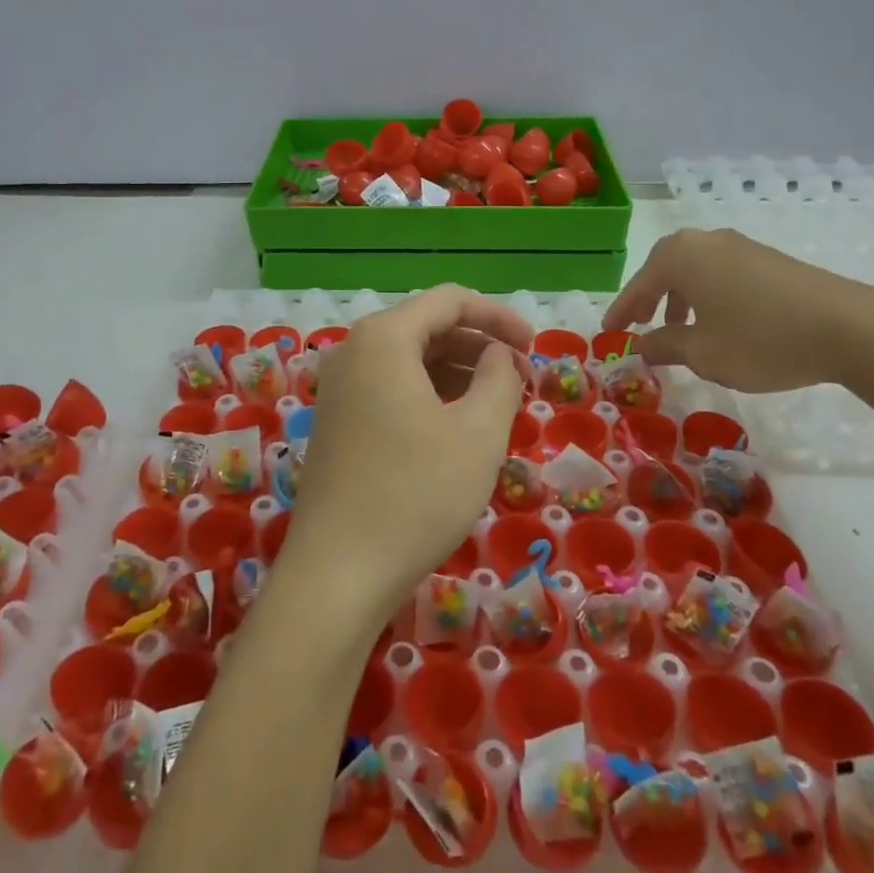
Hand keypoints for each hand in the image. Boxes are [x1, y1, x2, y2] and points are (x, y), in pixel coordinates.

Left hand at [279, 287, 533, 626]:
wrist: (338, 572)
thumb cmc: (416, 493)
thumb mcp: (478, 432)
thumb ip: (500, 378)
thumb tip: (500, 356)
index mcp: (383, 338)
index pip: (449, 300)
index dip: (499, 317)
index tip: (535, 348)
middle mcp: (354, 350)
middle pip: (428, 328)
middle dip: (480, 348)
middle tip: (523, 384)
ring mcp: (340, 387)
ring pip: (411, 361)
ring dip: (459, 375)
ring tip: (499, 409)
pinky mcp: (339, 421)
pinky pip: (392, 388)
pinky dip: (431, 397)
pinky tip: (459, 429)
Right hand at [604, 228, 873, 392]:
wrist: (849, 328)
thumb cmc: (760, 339)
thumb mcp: (703, 352)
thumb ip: (665, 346)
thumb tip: (642, 345)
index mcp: (680, 256)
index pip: (638, 285)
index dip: (621, 312)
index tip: (608, 333)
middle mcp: (706, 241)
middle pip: (665, 269)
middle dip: (651, 298)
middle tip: (641, 325)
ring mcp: (741, 247)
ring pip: (695, 270)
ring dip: (681, 298)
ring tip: (682, 329)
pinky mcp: (770, 260)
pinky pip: (722, 274)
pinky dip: (709, 295)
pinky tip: (721, 323)